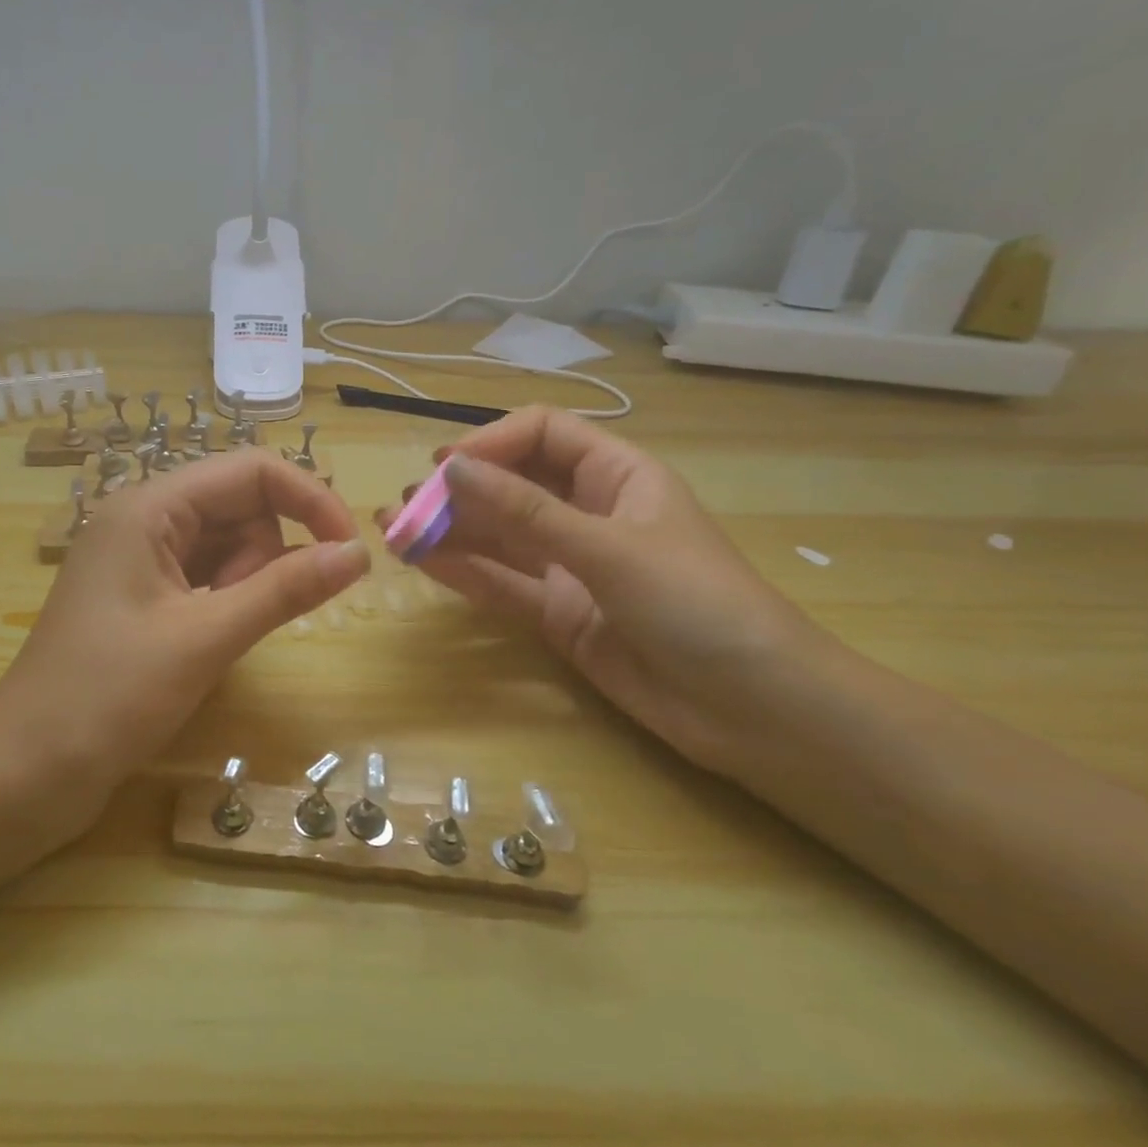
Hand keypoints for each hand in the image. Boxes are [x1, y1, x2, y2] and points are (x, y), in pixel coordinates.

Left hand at [0, 449, 368, 809]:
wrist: (26, 773)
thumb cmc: (109, 698)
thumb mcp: (205, 638)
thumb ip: (284, 589)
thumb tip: (357, 553)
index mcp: (148, 507)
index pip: (250, 470)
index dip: (308, 499)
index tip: (350, 550)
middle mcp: (142, 520)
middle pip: (239, 505)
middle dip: (267, 552)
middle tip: (250, 615)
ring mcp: (139, 560)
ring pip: (226, 544)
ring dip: (246, 582)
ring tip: (218, 637)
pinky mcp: (141, 598)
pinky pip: (205, 577)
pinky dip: (226, 600)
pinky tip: (216, 639)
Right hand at [381, 407, 829, 773]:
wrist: (753, 710)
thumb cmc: (697, 605)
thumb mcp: (609, 549)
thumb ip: (527, 512)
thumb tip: (451, 469)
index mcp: (618, 476)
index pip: (543, 436)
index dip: (492, 443)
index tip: (444, 467)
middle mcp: (589, 513)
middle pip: (513, 486)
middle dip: (459, 490)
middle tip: (405, 504)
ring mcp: (571, 566)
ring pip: (500, 537)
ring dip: (450, 531)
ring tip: (395, 529)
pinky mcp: (558, 613)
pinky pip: (503, 583)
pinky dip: (464, 572)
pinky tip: (422, 562)